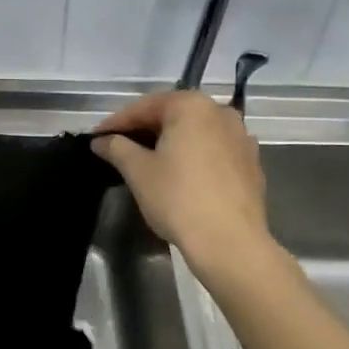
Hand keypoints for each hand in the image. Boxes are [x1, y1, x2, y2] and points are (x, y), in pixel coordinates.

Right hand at [92, 90, 269, 272]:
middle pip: (173, 116)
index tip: (97, 138)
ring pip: (196, 133)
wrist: (230, 242)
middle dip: (144, 130)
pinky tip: (181, 176)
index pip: (145, 107)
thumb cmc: (178, 198)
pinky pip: (214, 151)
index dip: (117, 122)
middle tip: (119, 148)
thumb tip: (100, 140)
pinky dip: (194, 157)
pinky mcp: (251, 163)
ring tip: (149, 161)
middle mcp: (221, 112)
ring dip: (171, 142)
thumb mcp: (138, 171)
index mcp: (192, 106)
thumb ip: (116, 148)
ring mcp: (241, 137)